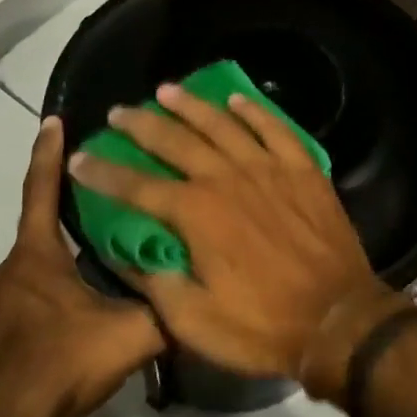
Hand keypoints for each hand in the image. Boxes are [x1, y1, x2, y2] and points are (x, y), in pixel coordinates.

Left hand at [0, 116, 162, 416]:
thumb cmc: (61, 364)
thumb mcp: (130, 336)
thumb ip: (167, 314)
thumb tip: (203, 301)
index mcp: (38, 262)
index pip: (44, 194)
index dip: (48, 156)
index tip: (48, 121)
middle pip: (13, 254)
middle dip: (28, 254)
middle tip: (44, 267)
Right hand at [67, 84, 410, 400]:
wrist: (337, 319)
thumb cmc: (262, 326)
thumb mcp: (194, 322)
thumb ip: (155, 282)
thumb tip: (127, 253)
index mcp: (197, 214)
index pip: (137, 187)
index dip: (104, 173)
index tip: (79, 158)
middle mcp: (227, 178)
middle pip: (175, 141)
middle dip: (141, 125)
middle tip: (117, 112)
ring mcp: (268, 168)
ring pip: (222, 124)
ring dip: (191, 106)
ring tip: (166, 90)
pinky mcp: (302, 169)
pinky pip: (274, 128)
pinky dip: (254, 110)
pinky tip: (236, 99)